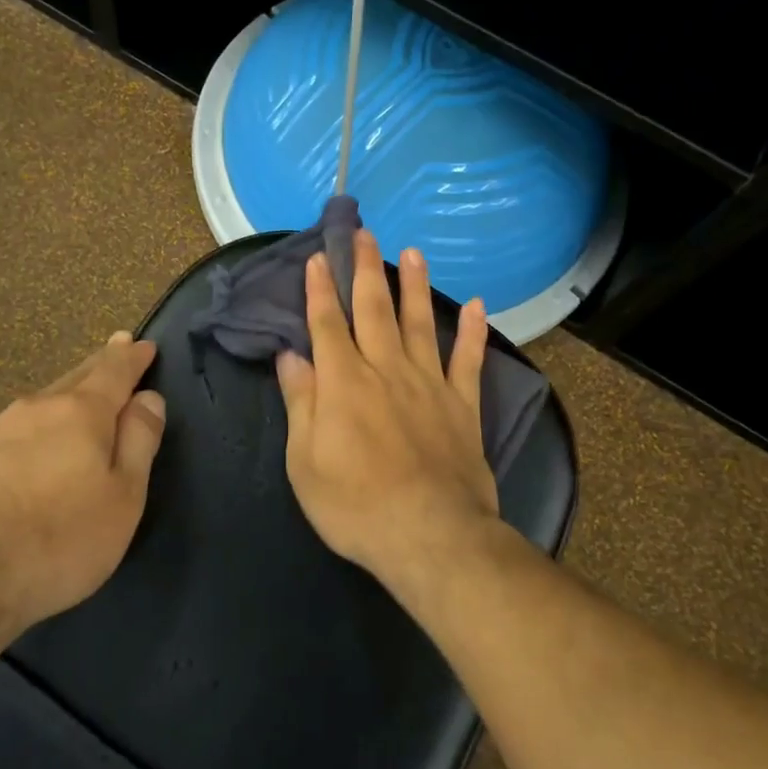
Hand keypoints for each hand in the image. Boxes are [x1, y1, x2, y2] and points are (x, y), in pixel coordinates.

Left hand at [0, 332, 165, 650]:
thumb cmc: (62, 539)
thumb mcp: (124, 495)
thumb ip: (139, 440)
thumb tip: (148, 398)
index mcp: (81, 412)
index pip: (114, 370)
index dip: (132, 357)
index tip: (144, 344)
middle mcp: (37, 408)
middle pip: (76, 377)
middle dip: (100, 364)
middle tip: (115, 348)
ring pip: (42, 402)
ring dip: (65, 395)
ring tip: (77, 396)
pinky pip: (14, 430)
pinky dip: (34, 427)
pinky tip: (31, 444)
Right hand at [276, 230, 499, 584]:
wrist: (429, 535)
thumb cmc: (354, 504)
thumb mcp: (305, 461)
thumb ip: (300, 402)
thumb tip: (291, 356)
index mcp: (343, 382)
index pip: (326, 324)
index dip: (320, 289)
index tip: (317, 257)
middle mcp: (386, 369)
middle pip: (373, 309)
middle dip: (364, 269)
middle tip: (363, 233)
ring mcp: (429, 383)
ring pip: (420, 322)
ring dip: (414, 286)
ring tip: (413, 252)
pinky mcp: (462, 404)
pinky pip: (469, 360)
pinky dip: (474, 332)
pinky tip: (477, 305)